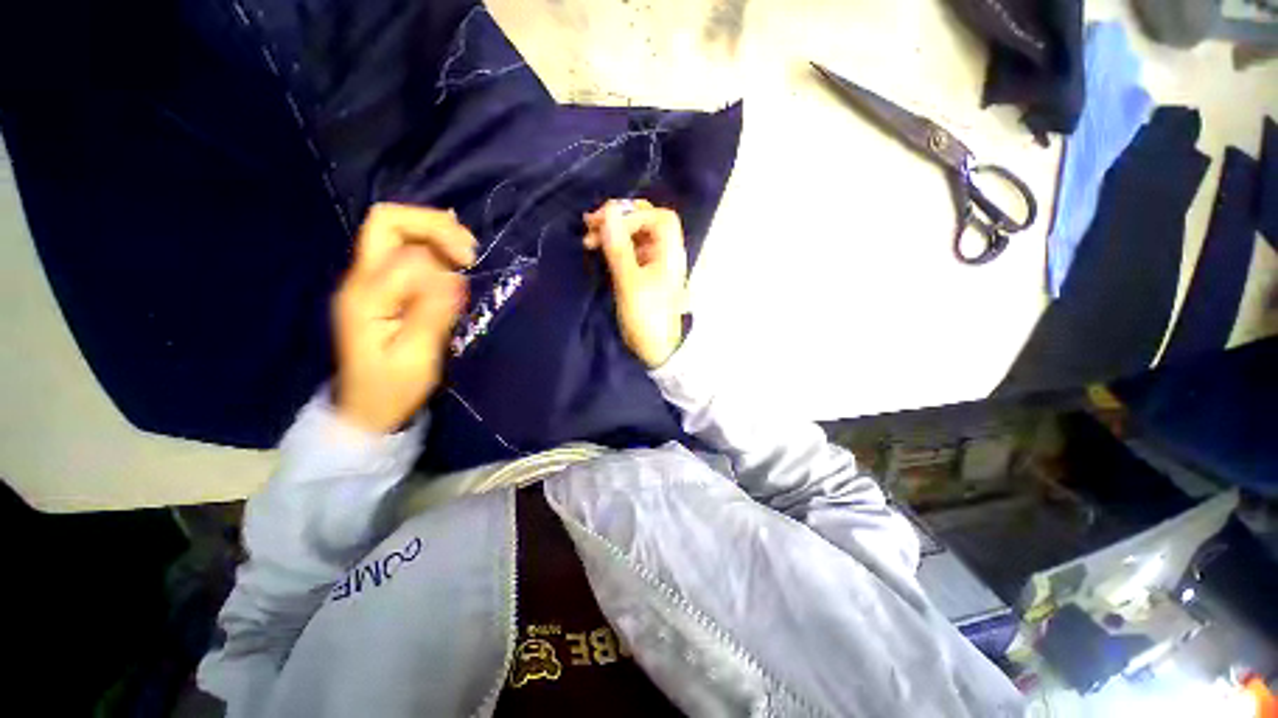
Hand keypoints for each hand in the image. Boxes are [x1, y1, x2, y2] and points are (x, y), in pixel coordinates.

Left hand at [333, 203, 475, 432]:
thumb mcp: (416, 356)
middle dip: (432, 225)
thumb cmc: (392, 387)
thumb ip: (431, 313)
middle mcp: (361, 279)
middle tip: (468, 248)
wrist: (368, 408)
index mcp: (365, 294)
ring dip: (435, 234)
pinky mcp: (384, 290)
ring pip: (398, 233)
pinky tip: (454, 257)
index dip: (438, 244)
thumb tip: (454, 275)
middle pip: (387, 222)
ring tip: (466, 253)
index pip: (398, 243)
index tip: (469, 265)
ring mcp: (370, 283)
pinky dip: (433, 248)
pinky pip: (406, 253)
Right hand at [584, 199, 688, 368]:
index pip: (658, 218)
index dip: (633, 215)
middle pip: (646, 220)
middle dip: (619, 218)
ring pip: (634, 234)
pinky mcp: (641, 271)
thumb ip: (619, 248)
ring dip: (612, 230)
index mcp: (670, 252)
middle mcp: (664, 252)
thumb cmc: (646, 317)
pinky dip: (612, 244)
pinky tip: (596, 247)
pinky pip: (627, 248)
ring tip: (588, 238)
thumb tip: (609, 211)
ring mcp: (652, 261)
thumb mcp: (630, 283)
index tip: (607, 228)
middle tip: (591, 225)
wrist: (654, 349)